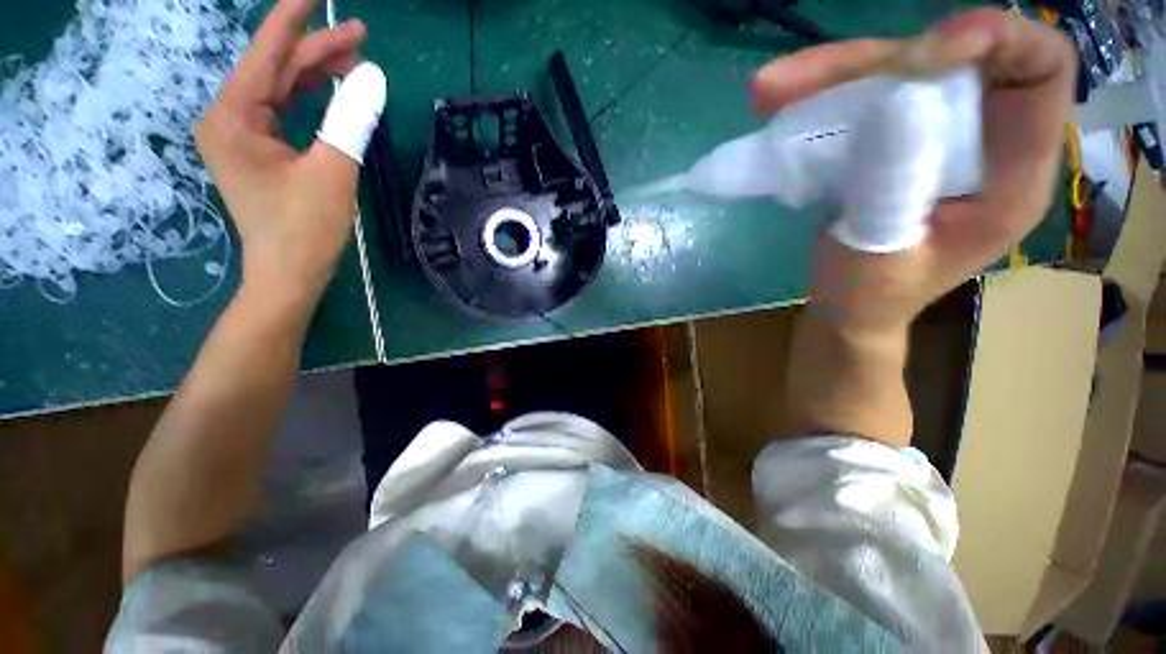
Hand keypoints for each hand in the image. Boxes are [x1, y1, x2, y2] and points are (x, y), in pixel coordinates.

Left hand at [196, 0, 367, 310]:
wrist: (289, 275)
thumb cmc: (306, 230)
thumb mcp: (333, 172)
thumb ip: (351, 121)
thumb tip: (374, 78)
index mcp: (234, 117)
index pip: (265, 53)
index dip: (293, 19)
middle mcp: (229, 118)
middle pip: (275, 69)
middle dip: (316, 50)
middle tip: (360, 36)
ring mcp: (242, 135)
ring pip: (281, 89)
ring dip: (317, 74)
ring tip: (355, 60)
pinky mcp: (259, 151)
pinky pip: (285, 111)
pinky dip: (311, 100)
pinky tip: (335, 91)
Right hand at [752, 9, 1074, 336]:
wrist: (847, 307)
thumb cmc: (868, 298)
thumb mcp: (881, 255)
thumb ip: (891, 190)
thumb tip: (890, 105)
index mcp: (1012, 176)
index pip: (1042, 69)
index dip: (1000, 39)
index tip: (927, 52)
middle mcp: (983, 140)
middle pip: (949, 60)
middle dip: (876, 58)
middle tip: (792, 82)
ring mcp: (934, 137)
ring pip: (899, 72)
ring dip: (835, 73)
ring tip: (768, 92)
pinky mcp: (895, 141)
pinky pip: (868, 96)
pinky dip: (824, 93)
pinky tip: (781, 105)